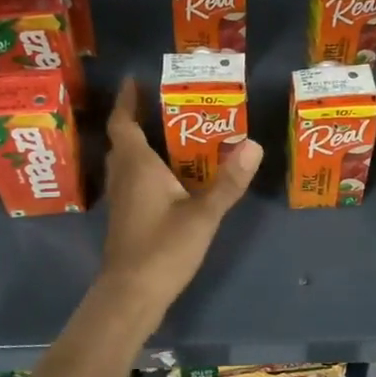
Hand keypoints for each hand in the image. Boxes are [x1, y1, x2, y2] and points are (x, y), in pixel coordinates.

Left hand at [99, 76, 261, 305]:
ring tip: (168, 134)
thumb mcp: (203, 214)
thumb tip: (254, 145)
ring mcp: (121, 201)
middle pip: (122, 141)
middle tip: (162, 105)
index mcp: (137, 167)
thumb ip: (228, 181)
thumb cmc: (163, 249)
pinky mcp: (126, 219)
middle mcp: (124, 178)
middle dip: (136, 120)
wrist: (131, 296)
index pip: (124, 124)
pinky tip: (167, 177)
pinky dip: (144, 168)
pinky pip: (131, 180)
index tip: (134, 80)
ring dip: (138, 144)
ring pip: (125, 162)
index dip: (127, 101)